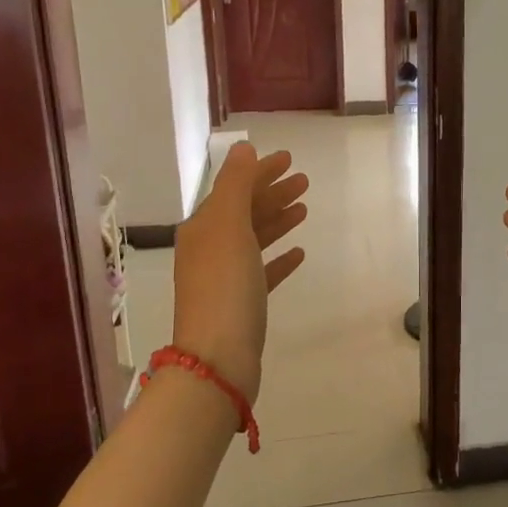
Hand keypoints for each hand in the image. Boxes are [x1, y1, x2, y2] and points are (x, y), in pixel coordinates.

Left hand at [172, 143, 308, 400]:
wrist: (218, 357)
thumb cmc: (225, 285)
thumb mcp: (228, 226)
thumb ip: (236, 185)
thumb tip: (243, 149)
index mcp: (203, 227)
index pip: (233, 189)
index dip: (260, 172)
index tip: (288, 158)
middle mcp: (210, 248)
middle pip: (244, 212)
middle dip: (272, 193)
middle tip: (304, 180)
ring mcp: (225, 277)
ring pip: (254, 239)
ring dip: (277, 220)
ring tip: (304, 208)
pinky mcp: (242, 303)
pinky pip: (262, 271)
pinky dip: (279, 258)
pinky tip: (299, 253)